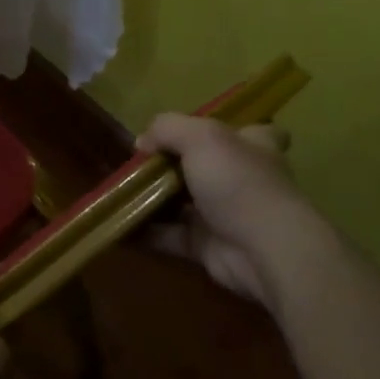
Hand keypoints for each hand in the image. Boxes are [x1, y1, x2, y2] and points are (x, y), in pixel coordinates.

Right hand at [135, 116, 305, 306]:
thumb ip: (167, 129)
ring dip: (152, 199)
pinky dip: (145, 232)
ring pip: (183, 202)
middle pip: (207, 166)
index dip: (231, 130)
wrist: (262, 249)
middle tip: (138, 163)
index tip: (200, 132)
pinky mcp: (207, 245)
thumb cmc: (237, 182)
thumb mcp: (200, 137)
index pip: (254, 131)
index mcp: (253, 146)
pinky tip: (118, 225)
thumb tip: (142, 142)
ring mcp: (224, 214)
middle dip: (172, 165)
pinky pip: (169, 235)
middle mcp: (242, 179)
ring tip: (118, 192)